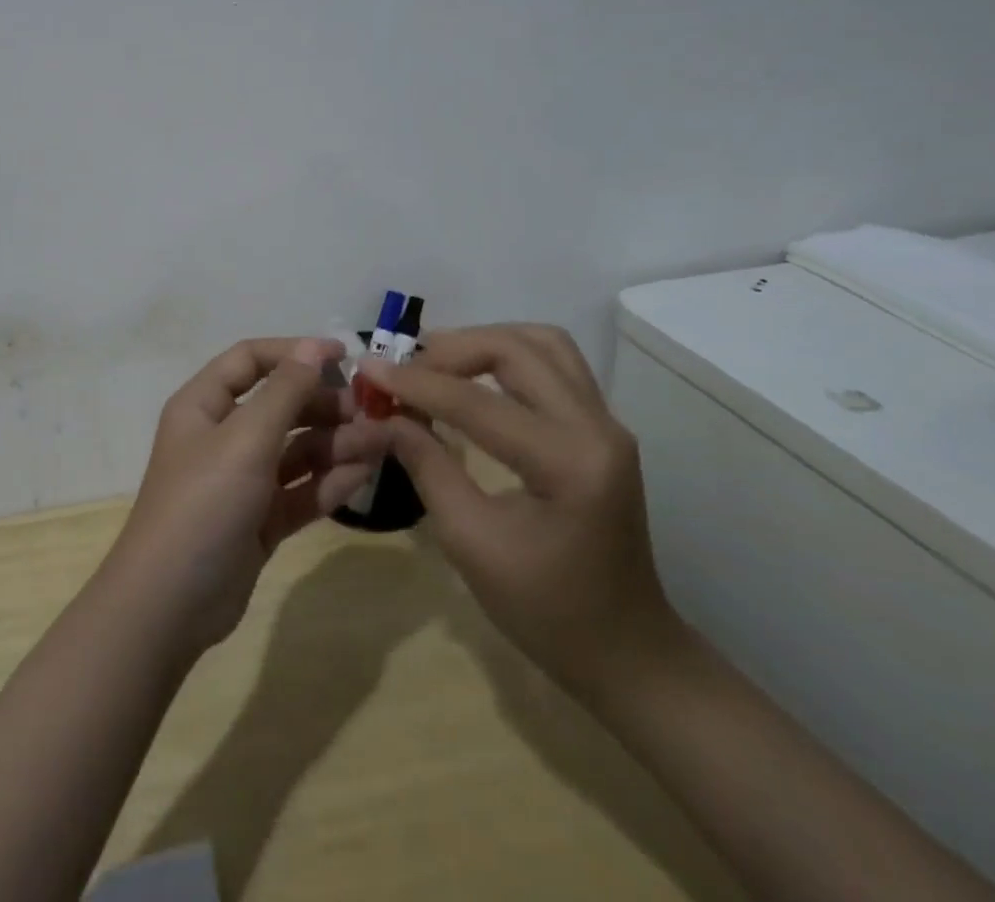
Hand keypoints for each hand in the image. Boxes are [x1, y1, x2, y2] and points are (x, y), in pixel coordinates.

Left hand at [106, 336, 393, 655]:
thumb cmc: (203, 503)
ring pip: (295, 450)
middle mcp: (222, 436)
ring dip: (335, 444)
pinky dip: (328, 482)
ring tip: (378, 444)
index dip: (294, 353)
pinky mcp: (259, 520)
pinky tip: (362, 476)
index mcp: (204, 405)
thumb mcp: (245, 439)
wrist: (170, 604)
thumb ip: (284, 391)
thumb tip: (314, 346)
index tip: (345, 356)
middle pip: (280, 405)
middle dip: (324, 405)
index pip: (251, 360)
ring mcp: (242, 480)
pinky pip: (299, 490)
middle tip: (371, 412)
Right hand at [361, 324, 683, 695]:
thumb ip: (426, 467)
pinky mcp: (601, 426)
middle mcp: (598, 427)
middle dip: (452, 350)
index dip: (416, 384)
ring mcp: (606, 422)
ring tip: (437, 364)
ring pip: (541, 343)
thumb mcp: (471, 542)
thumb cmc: (546, 611)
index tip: (368, 369)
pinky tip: (473, 378)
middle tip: (405, 369)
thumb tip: (380, 418)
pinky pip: (553, 363)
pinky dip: (507, 356)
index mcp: (570, 464)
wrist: (627, 652)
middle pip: (517, 350)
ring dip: (484, 342)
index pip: (478, 403)